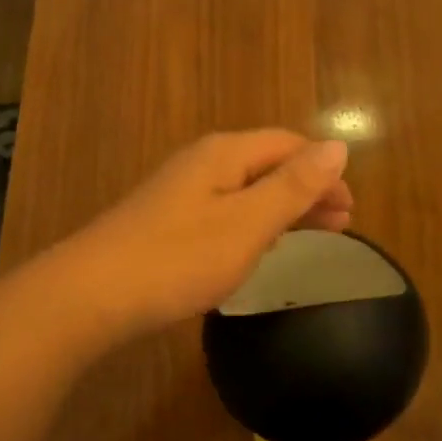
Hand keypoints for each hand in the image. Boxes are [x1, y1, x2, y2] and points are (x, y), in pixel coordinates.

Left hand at [61, 130, 353, 334]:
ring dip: (283, 207)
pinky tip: (259, 246)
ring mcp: (179, 192)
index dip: (324, 171)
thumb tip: (338, 146)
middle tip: (341, 224)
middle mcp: (202, 163)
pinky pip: (225, 211)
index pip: (288, 145)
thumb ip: (294, 186)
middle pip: (268, 164)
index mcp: (225, 154)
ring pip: (246, 189)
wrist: (90, 295)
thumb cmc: (179, 258)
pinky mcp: (165, 222)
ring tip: (312, 234)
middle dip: (307, 189)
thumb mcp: (248, 223)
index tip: (351, 208)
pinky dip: (254, 223)